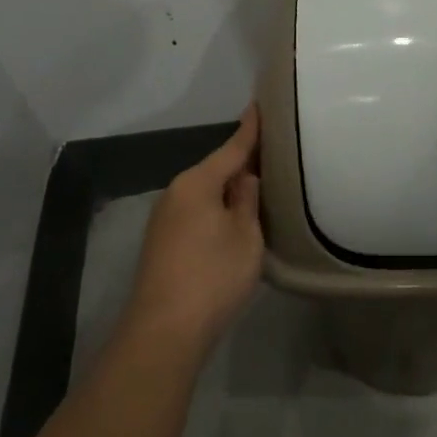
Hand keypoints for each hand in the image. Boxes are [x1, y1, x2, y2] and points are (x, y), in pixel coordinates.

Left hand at [122, 105, 264, 358]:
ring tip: (260, 185)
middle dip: (242, 162)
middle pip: (216, 169)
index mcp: (197, 183)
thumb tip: (245, 177)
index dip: (250, 129)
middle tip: (273, 153)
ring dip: (229, 189)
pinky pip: (197, 212)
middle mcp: (176, 193)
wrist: (164, 332)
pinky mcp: (163, 243)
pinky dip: (217, 209)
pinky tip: (233, 218)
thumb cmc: (212, 276)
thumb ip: (248, 199)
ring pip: (206, 193)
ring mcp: (165, 219)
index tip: (260, 105)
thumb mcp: (246, 234)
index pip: (231, 147)